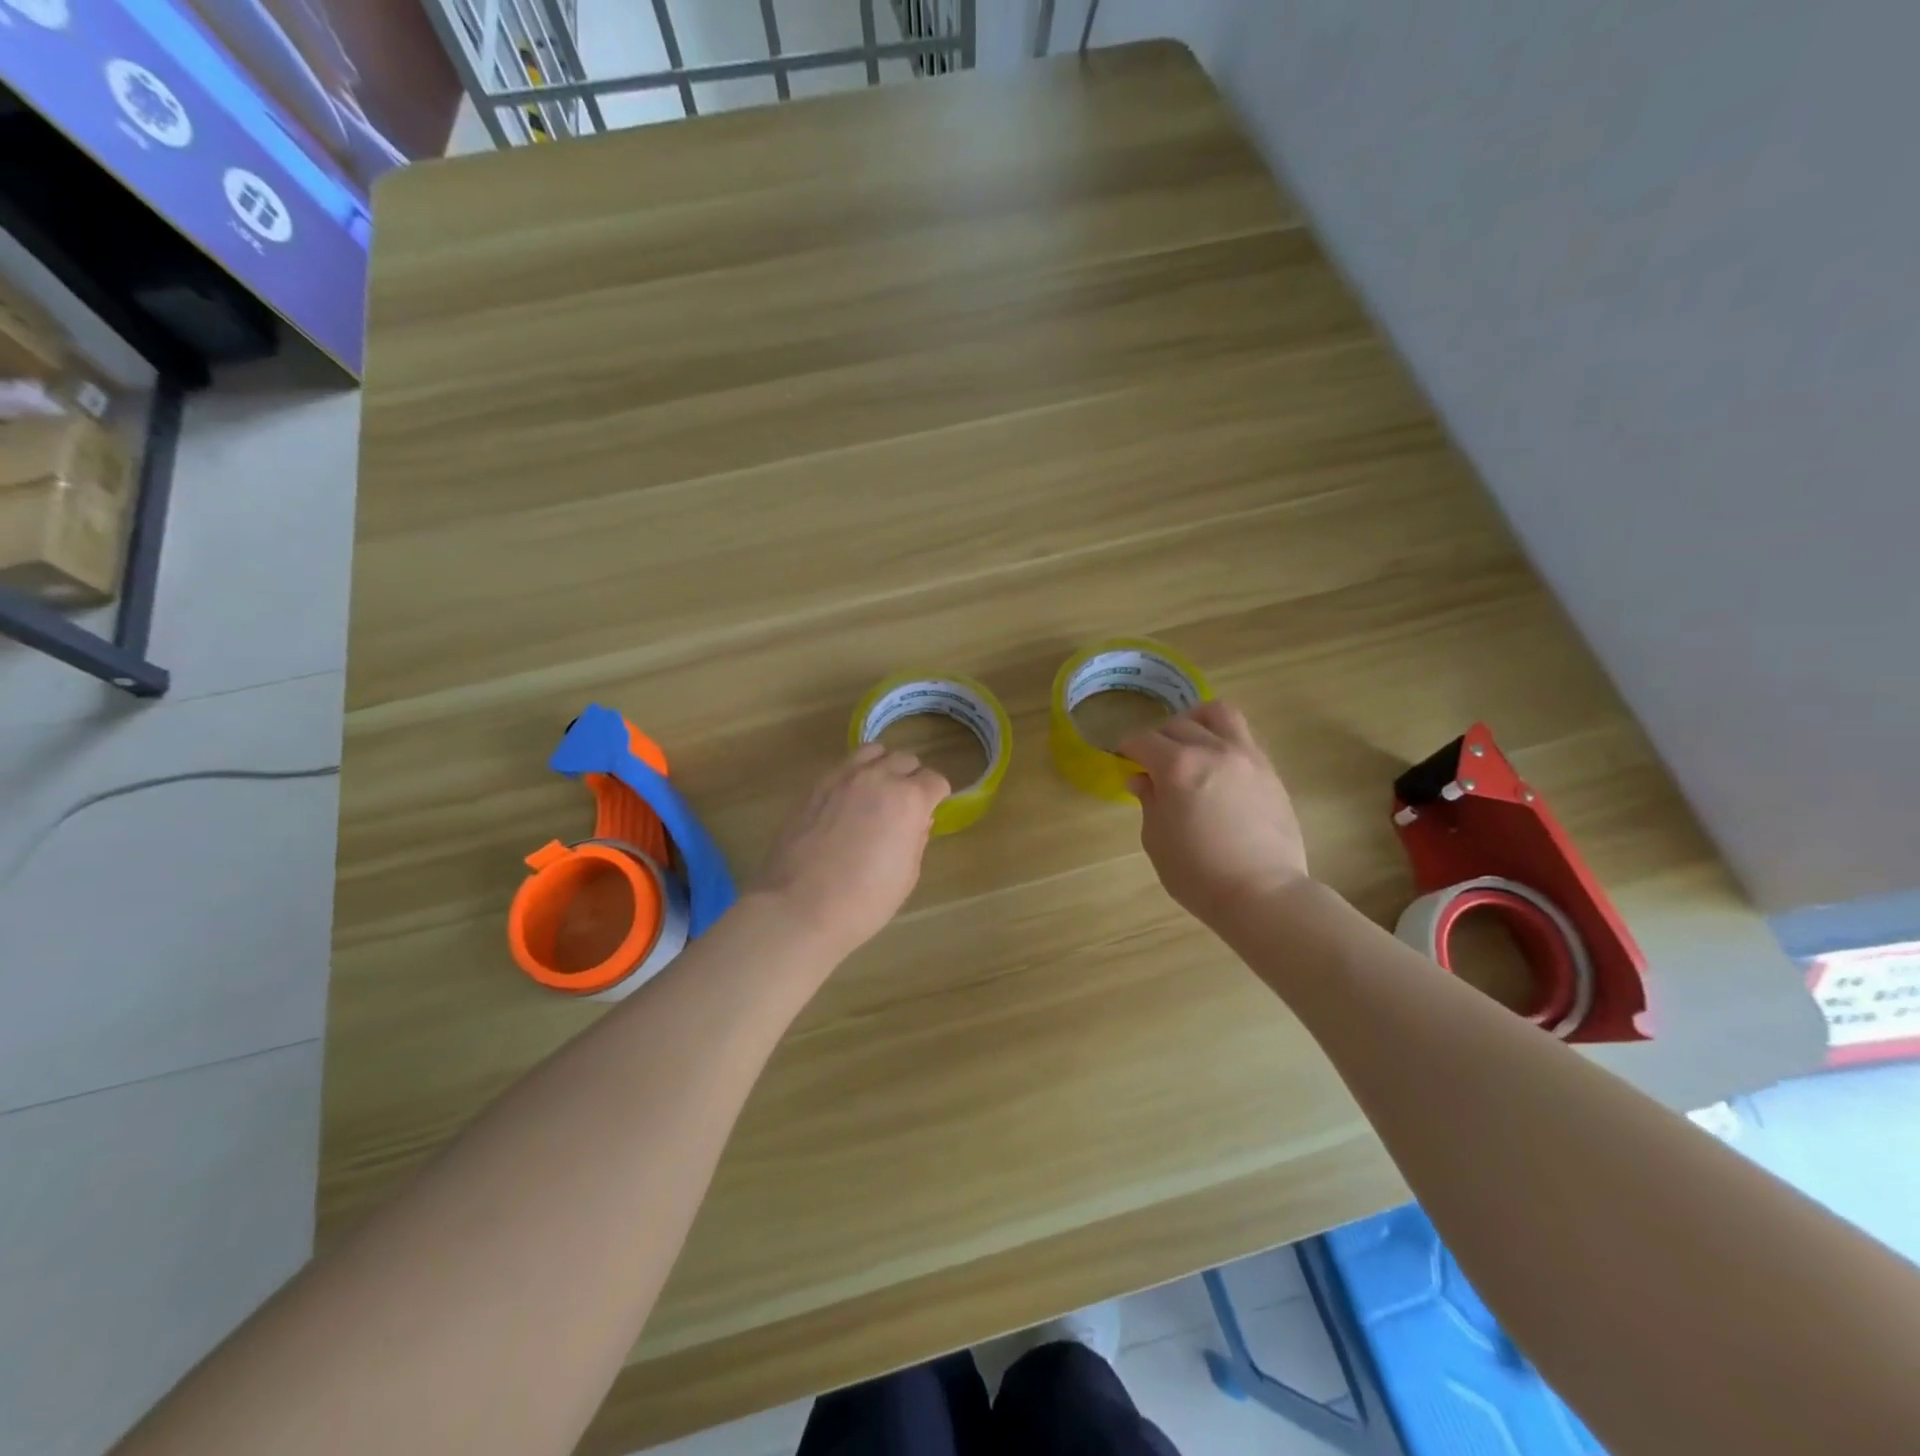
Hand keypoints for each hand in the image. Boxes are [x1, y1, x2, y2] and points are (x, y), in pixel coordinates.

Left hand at [749, 744, 950, 958]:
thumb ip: (916, 840)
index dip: (937, 797)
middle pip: (905, 760)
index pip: (935, 781)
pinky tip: (849, 800)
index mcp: (908, 800)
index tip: (932, 811)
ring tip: (878, 791)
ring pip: (873, 752)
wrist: (798, 907)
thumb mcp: (906, 876)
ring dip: (883, 766)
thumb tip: (917, 821)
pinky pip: (844, 766)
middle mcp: (878, 778)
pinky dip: (855, 775)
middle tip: (906, 804)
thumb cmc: (863, 901)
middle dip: (912, 778)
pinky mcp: (815, 785)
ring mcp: (843, 778)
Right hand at [1120, 700, 1309, 929]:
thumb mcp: (1156, 839)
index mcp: (1177, 766)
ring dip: (1196, 722)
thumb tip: (1142, 779)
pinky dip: (1222, 742)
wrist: (1263, 894)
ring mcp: (1246, 757)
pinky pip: (1242, 738)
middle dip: (1158, 738)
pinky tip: (1216, 768)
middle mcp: (1212, 750)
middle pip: (1177, 725)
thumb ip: (1149, 801)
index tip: (1123, 760)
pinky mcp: (1269, 771)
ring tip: (1190, 743)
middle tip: (1152, 761)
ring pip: (1218, 714)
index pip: (1143, 741)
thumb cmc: (1197, 873)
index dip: (1128, 749)